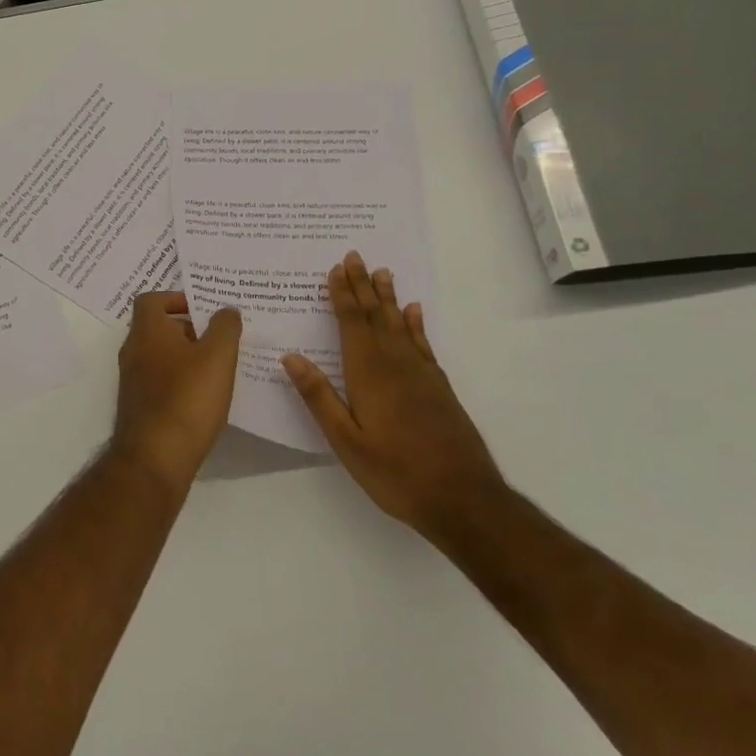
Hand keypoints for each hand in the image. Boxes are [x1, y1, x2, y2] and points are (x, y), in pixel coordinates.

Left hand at [111, 291, 242, 492]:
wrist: (155, 457)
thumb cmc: (187, 398)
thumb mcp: (217, 356)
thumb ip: (225, 327)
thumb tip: (225, 310)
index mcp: (146, 331)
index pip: (151, 299)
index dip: (177, 298)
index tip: (204, 309)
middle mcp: (133, 351)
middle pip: (158, 328)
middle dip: (189, 329)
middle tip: (220, 338)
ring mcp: (133, 381)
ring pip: (161, 356)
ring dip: (187, 356)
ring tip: (219, 367)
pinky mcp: (140, 406)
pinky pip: (161, 381)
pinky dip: (180, 381)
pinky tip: (205, 396)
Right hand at [281, 252, 507, 544]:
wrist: (464, 499)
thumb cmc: (396, 472)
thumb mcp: (346, 441)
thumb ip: (319, 397)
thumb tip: (291, 357)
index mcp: (369, 374)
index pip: (352, 324)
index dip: (342, 295)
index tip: (336, 268)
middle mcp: (396, 365)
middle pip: (375, 316)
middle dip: (363, 286)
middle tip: (355, 256)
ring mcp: (421, 375)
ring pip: (400, 325)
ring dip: (388, 298)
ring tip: (382, 272)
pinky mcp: (438, 388)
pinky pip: (422, 344)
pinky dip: (415, 325)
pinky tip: (414, 313)